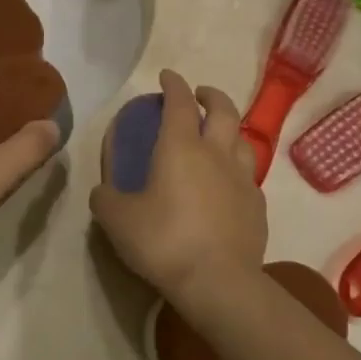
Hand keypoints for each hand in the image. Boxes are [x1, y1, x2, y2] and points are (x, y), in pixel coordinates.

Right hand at [90, 70, 267, 308]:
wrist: (219, 284)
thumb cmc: (164, 241)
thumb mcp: (117, 220)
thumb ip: (105, 199)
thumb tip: (103, 192)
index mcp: (181, 147)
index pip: (179, 102)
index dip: (173, 84)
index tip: (167, 75)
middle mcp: (216, 154)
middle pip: (223, 110)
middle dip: (211, 96)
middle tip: (199, 95)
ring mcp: (242, 179)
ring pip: (243, 140)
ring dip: (230, 130)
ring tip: (219, 136)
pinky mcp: (258, 207)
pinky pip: (249, 176)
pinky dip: (237, 169)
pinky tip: (228, 184)